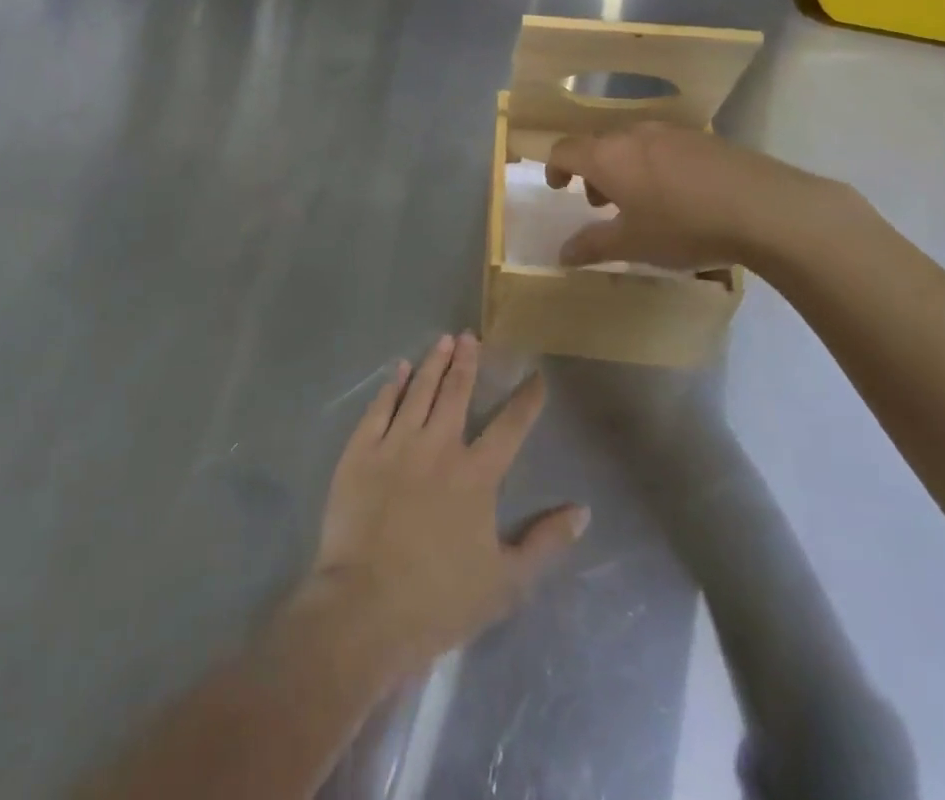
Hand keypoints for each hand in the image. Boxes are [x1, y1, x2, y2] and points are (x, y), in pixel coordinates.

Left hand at [296, 333, 587, 680]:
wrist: (365, 608)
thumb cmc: (440, 599)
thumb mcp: (507, 582)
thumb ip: (545, 542)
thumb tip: (582, 511)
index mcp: (476, 475)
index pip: (510, 426)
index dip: (526, 399)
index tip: (536, 376)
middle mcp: (439, 447)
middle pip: (457, 393)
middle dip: (467, 361)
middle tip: (470, 336)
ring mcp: (396, 445)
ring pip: (419, 391)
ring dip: (434, 363)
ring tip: (443, 340)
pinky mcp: (361, 452)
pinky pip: (379, 408)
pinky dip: (393, 386)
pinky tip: (400, 370)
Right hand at [545, 123, 854, 277]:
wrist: (763, 207)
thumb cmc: (684, 226)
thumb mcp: (633, 244)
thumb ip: (592, 246)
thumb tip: (562, 254)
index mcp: (607, 156)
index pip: (565, 149)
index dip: (555, 167)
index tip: (559, 188)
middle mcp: (634, 135)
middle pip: (599, 144)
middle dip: (592, 172)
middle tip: (600, 204)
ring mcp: (672, 133)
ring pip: (632, 144)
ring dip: (624, 168)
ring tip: (640, 202)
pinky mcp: (704, 138)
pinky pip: (663, 147)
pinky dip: (654, 165)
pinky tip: (678, 196)